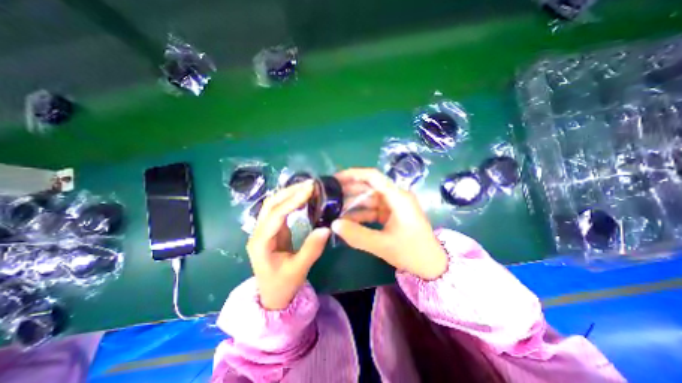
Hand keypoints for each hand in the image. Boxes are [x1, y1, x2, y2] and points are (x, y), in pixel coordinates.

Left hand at [247, 180, 332, 310]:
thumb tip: (326, 229)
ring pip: (273, 204)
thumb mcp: (299, 269)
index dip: (292, 200)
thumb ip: (311, 249)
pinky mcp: (272, 230)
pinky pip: (280, 210)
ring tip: (307, 187)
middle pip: (271, 204)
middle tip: (310, 184)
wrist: (272, 295)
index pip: (276, 215)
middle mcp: (258, 232)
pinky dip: (290, 201)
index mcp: (260, 242)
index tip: (309, 189)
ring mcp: (264, 230)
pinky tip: (302, 197)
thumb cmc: (283, 285)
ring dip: (289, 193)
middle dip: (290, 192)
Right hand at [332, 169, 447, 279]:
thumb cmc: (412, 252)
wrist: (432, 266)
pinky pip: (373, 210)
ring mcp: (394, 206)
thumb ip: (357, 235)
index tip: (335, 179)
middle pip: (369, 187)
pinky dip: (360, 214)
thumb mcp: (383, 245)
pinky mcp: (392, 214)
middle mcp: (396, 197)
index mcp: (398, 197)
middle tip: (330, 195)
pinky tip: (346, 220)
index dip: (353, 174)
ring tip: (334, 208)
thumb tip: (334, 224)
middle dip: (349, 190)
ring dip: (353, 204)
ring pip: (369, 199)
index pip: (373, 177)